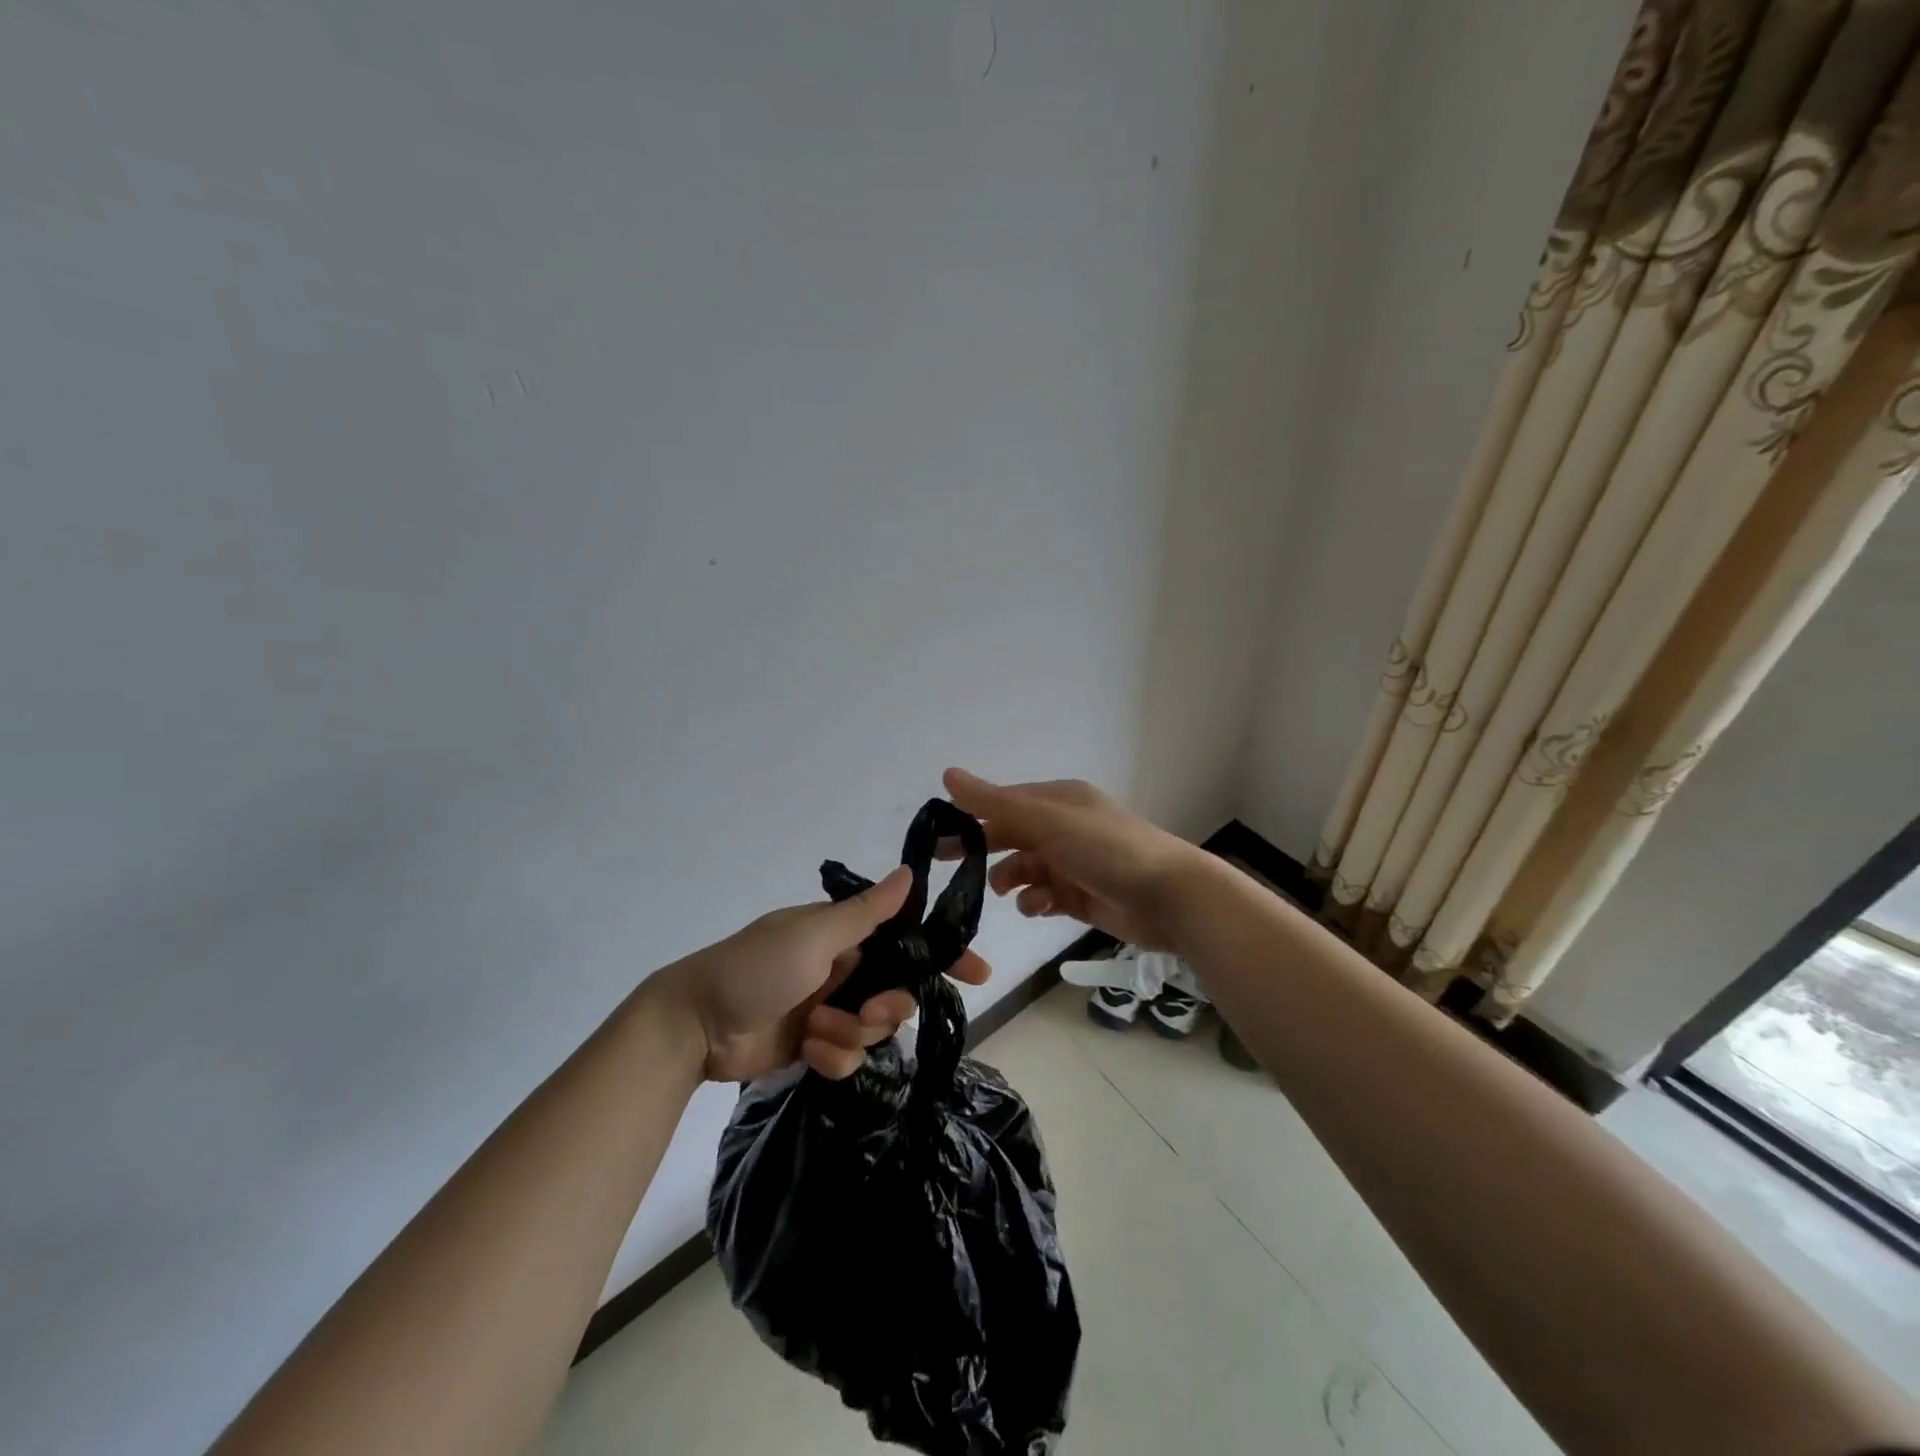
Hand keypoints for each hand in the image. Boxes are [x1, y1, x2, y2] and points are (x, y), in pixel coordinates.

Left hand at [649, 866, 992, 1082]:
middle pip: (897, 991)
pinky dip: (832, 1057)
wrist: (696, 1024)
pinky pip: (848, 1057)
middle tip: (867, 1014)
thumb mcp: (813, 934)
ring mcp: (829, 1007)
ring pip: (874, 1029)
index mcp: (844, 933)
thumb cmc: (757, 966)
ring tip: (818, 1031)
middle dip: (888, 1007)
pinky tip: (808, 1052)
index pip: (906, 938)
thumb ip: (867, 911)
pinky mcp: (815, 1045)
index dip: (941, 954)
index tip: (978, 974)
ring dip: (851, 1034)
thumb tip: (910, 872)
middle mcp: (843, 967)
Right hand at [942, 768, 1204, 951]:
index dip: (970, 816)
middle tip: (945, 865)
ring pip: (1026, 868)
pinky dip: (1036, 901)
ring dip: (1012, 879)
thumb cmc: (1107, 849)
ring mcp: (1074, 863)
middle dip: (983, 849)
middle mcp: (1064, 827)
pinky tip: (1038, 907)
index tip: (937, 835)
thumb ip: (996, 803)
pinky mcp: (1081, 896)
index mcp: (1058, 801)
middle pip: (1011, 836)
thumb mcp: (1048, 821)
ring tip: (1007, 892)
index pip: (1004, 803)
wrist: (1170, 897)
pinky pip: (1045, 896)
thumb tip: (947, 774)